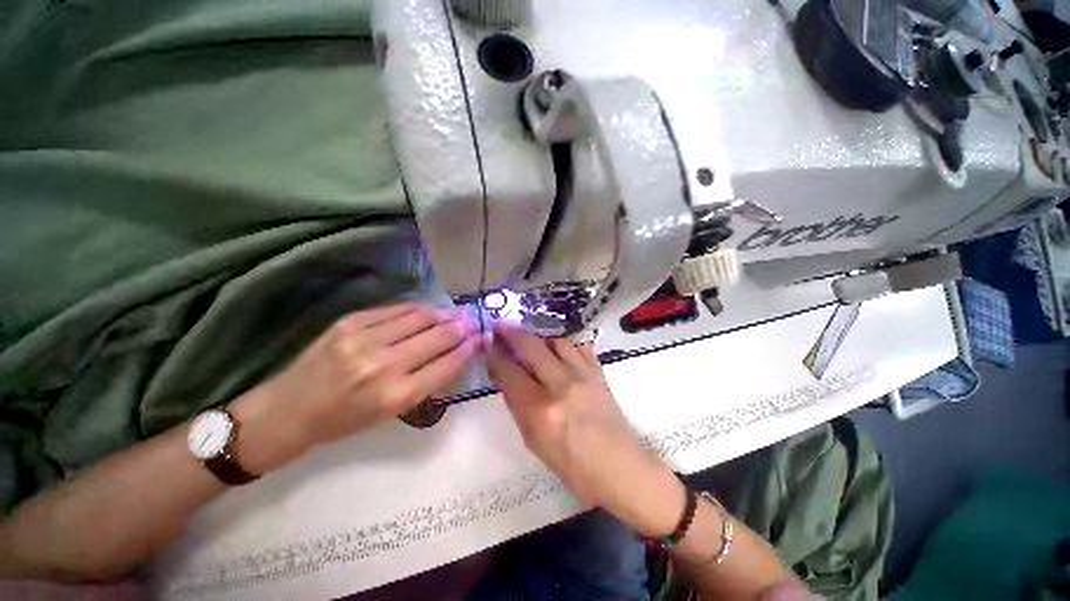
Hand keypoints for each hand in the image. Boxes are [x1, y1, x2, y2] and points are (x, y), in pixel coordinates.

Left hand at [231, 303, 480, 471]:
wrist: (287, 412)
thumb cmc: (343, 421)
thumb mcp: (390, 413)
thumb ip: (425, 381)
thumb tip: (453, 353)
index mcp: (396, 396)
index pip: (446, 364)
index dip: (468, 348)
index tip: (481, 339)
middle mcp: (383, 365)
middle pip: (437, 337)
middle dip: (462, 327)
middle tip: (474, 321)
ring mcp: (364, 339)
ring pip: (420, 318)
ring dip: (444, 314)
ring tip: (457, 312)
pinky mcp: (349, 322)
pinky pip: (395, 310)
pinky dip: (418, 309)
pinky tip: (429, 309)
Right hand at [486, 322, 685, 537]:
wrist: (617, 465)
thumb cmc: (570, 464)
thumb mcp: (533, 441)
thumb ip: (518, 406)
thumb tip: (508, 378)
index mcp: (539, 410)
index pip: (510, 372)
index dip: (496, 354)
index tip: (489, 342)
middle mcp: (560, 386)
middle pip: (532, 348)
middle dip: (513, 333)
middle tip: (502, 326)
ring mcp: (583, 376)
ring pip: (557, 342)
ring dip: (541, 339)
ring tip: (534, 342)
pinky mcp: (599, 373)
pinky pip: (580, 348)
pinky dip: (566, 346)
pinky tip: (561, 352)